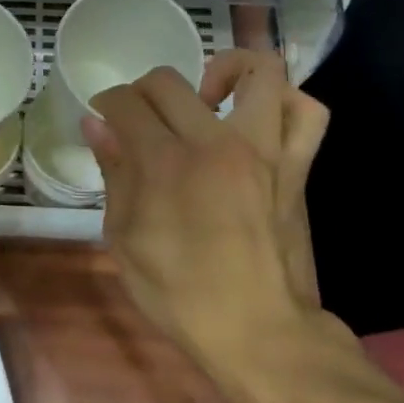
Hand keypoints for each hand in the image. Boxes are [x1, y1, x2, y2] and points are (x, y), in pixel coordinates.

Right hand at [82, 49, 338, 377]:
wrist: (259, 331)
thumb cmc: (179, 293)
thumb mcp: (125, 239)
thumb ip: (114, 173)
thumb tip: (97, 126)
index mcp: (165, 163)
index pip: (127, 103)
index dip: (107, 103)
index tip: (104, 118)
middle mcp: (215, 142)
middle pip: (170, 82)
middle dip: (143, 91)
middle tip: (140, 118)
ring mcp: (264, 151)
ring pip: (257, 72)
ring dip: (224, 71)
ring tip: (206, 98)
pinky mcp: (296, 167)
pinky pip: (307, 112)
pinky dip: (284, 101)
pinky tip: (258, 116)